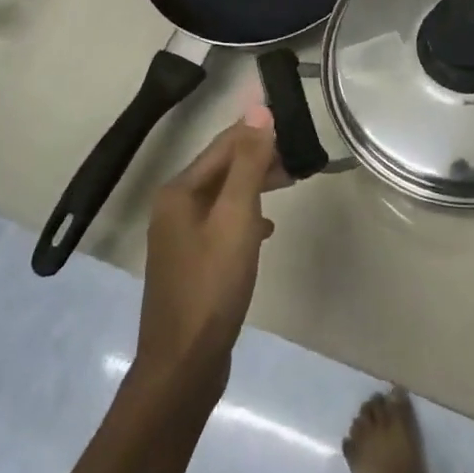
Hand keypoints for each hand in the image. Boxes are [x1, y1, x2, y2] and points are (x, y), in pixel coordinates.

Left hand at [134, 108, 278, 399]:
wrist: (184, 363)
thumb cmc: (212, 284)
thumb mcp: (236, 217)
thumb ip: (248, 163)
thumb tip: (258, 109)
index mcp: (179, 191)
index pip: (224, 145)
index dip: (258, 132)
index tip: (294, 125)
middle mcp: (174, 207)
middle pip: (223, 168)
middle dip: (260, 158)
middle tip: (299, 157)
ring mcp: (180, 236)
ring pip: (225, 196)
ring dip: (256, 185)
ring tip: (291, 182)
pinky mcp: (192, 261)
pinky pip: (222, 223)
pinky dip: (246, 216)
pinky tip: (266, 229)